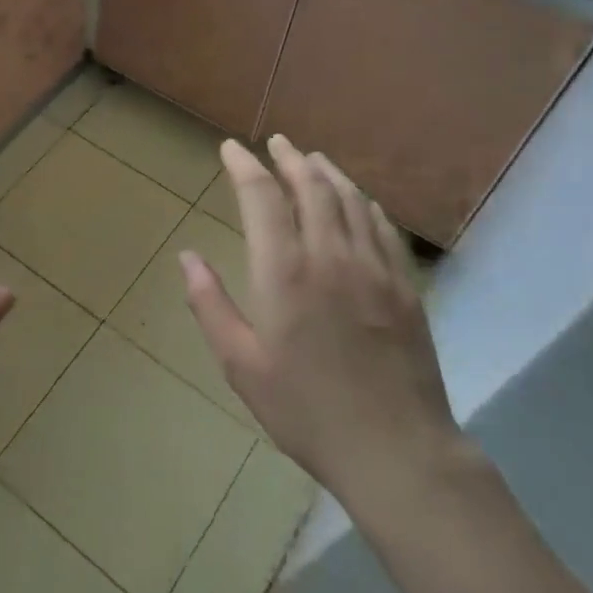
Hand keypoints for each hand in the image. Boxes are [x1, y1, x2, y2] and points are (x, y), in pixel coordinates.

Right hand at [180, 135, 465, 533]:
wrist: (396, 450)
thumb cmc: (306, 410)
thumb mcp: (241, 364)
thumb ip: (210, 304)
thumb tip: (187, 257)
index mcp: (284, 272)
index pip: (262, 198)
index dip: (244, 166)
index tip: (231, 148)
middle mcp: (331, 256)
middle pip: (311, 187)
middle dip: (289, 159)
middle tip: (276, 142)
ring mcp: (375, 268)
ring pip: (350, 200)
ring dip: (327, 173)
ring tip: (311, 158)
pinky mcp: (405, 287)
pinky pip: (383, 228)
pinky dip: (364, 203)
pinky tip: (358, 200)